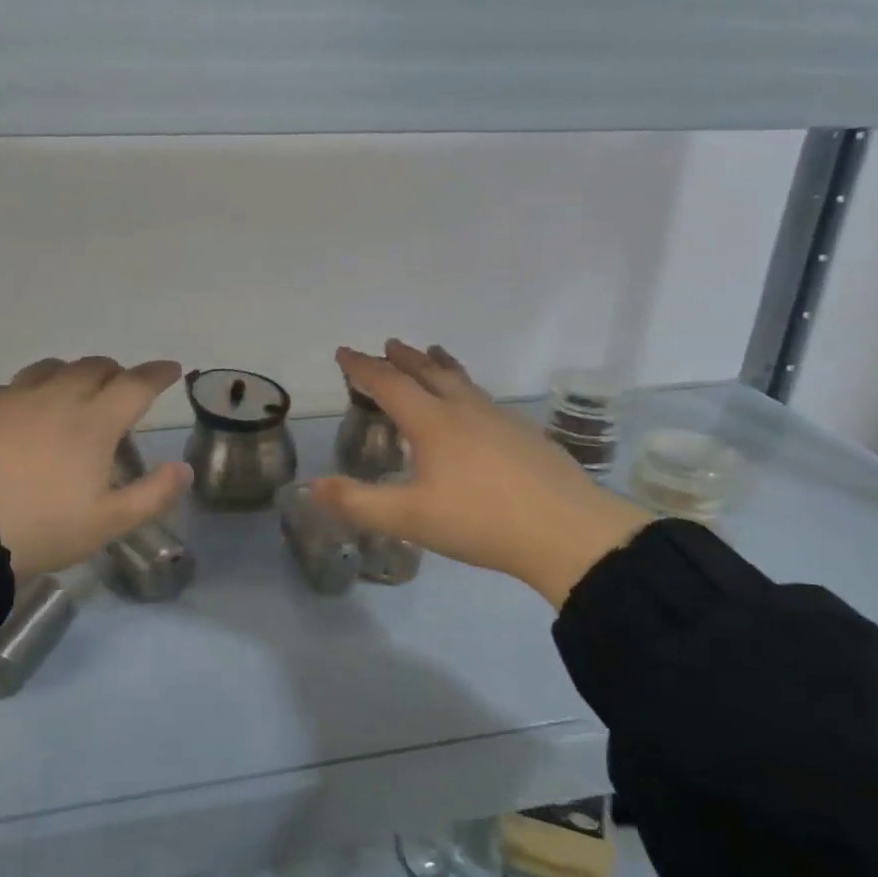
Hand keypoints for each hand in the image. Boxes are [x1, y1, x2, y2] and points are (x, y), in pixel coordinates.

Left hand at [0, 357, 190, 579]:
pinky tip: (29, 407)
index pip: (136, 384)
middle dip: (117, 372)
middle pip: (96, 367)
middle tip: (124, 387)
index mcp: (95, 422)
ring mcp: (17, 397)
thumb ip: (153, 494)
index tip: (171, 369)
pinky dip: (37, 386)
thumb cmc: (40, 527)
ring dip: (76, 372)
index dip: (158, 374)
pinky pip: (18, 383)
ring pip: (55, 367)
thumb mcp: (107, 523)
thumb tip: (183, 468)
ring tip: (77, 390)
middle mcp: (59, 397)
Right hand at [311, 341, 650, 607]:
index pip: (390, 384)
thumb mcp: (409, 518)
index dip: (363, 367)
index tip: (344, 352)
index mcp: (433, 423)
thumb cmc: (480, 521)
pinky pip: (484, 400)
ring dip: (440, 365)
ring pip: (463, 381)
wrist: (567, 532)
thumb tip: (311, 486)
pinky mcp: (526, 435)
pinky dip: (467, 389)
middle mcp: (465, 410)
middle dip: (404, 358)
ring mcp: (501, 419)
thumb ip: (358, 502)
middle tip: (390, 344)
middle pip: (429, 373)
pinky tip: (476, 409)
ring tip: (434, 354)